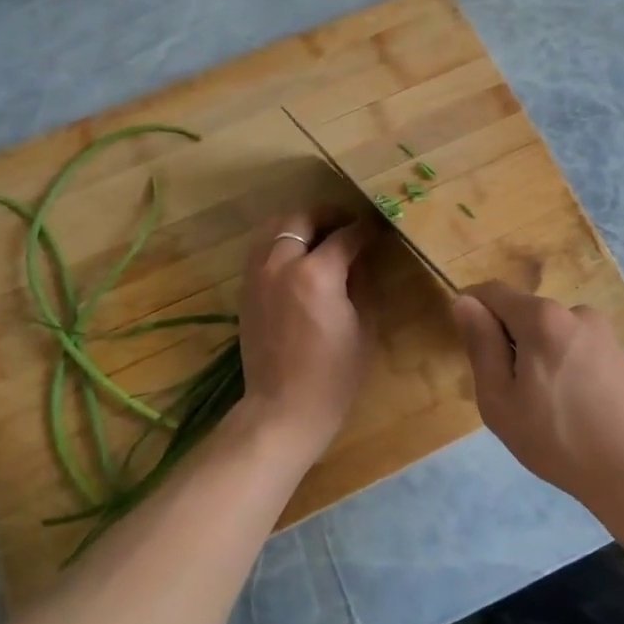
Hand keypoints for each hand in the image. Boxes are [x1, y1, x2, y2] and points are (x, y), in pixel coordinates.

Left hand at [236, 210, 375, 451]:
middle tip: (348, 225)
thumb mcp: (363, 324)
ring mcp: (257, 275)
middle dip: (328, 216)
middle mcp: (280, 264)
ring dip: (300, 225)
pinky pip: (261, 250)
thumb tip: (362, 255)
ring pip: (274, 228)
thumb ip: (362, 280)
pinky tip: (298, 258)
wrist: (283, 408)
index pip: (345, 235)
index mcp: (315, 273)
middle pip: (302, 218)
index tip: (378, 228)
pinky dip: (281, 243)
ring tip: (321, 235)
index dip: (365, 229)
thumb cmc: (334, 374)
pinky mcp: (245, 290)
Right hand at [452, 282, 623, 519]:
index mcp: (542, 318)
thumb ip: (481, 346)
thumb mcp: (501, 401)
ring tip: (548, 412)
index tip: (471, 349)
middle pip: (525, 314)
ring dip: (539, 359)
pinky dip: (566, 371)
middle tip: (511, 398)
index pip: (492, 292)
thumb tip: (465, 302)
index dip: (473, 311)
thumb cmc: (561, 440)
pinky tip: (577, 413)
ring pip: (552, 336)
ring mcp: (605, 333)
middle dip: (509, 343)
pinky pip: (578, 352)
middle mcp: (576, 312)